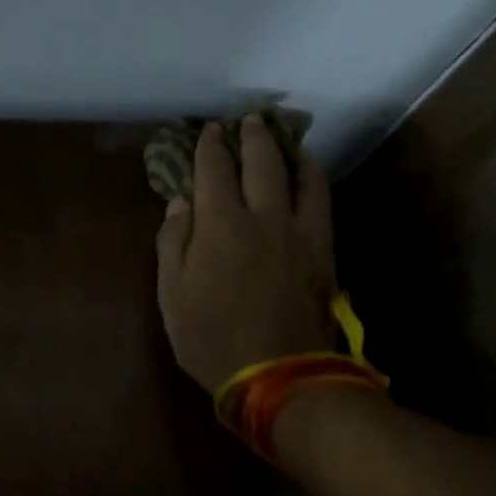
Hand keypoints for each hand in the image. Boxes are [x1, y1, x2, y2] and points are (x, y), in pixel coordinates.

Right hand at [155, 116, 336, 391]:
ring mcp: (299, 232)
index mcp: (220, 225)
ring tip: (284, 141)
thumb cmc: (211, 338)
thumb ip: (173, 244)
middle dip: (252, 137)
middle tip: (248, 122)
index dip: (209, 147)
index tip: (208, 132)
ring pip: (300, 176)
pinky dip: (314, 180)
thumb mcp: (172, 296)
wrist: (277, 374)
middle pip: (261, 162)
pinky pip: (322, 202)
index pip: (213, 171)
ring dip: (289, 151)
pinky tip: (309, 177)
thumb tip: (180, 203)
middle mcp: (263, 216)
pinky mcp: (323, 251)